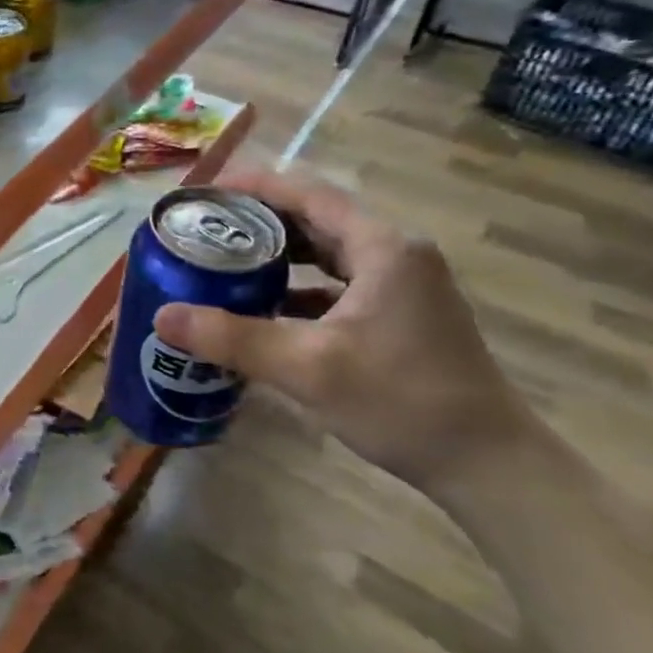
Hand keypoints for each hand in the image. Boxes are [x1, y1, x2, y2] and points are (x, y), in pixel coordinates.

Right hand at [153, 170, 538, 494]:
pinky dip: (299, 286)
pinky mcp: (400, 314)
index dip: (254, 185)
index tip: (205, 192)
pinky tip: (263, 307)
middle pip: (316, 217)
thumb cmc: (402, 402)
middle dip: (258, 220)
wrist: (489, 466)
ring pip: (327, 252)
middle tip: (204, 228)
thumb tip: (163, 317)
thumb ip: (232, 339)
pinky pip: (338, 283)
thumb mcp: (308, 368)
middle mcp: (395, 254)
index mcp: (382, 247)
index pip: (308, 193)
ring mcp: (402, 285)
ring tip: (224, 260)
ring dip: (278, 253)